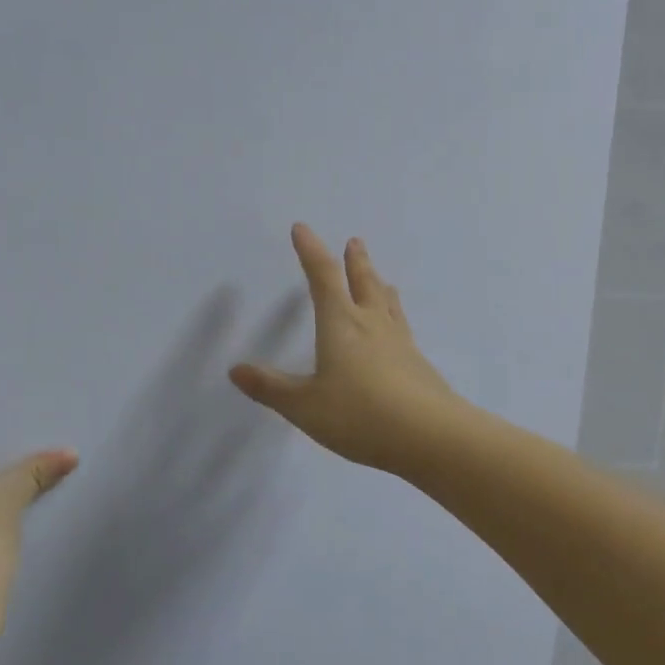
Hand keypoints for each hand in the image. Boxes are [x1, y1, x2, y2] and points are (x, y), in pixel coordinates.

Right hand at [229, 224, 461, 475]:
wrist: (429, 435)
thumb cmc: (359, 415)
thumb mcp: (305, 406)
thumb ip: (271, 388)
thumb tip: (235, 370)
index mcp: (341, 324)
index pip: (323, 277)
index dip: (310, 251)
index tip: (302, 229)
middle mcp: (372, 324)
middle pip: (363, 282)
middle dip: (355, 261)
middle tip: (354, 241)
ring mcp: (400, 342)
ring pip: (388, 303)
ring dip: (379, 284)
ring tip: (380, 277)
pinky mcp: (418, 363)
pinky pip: (402, 327)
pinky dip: (394, 315)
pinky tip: (398, 330)